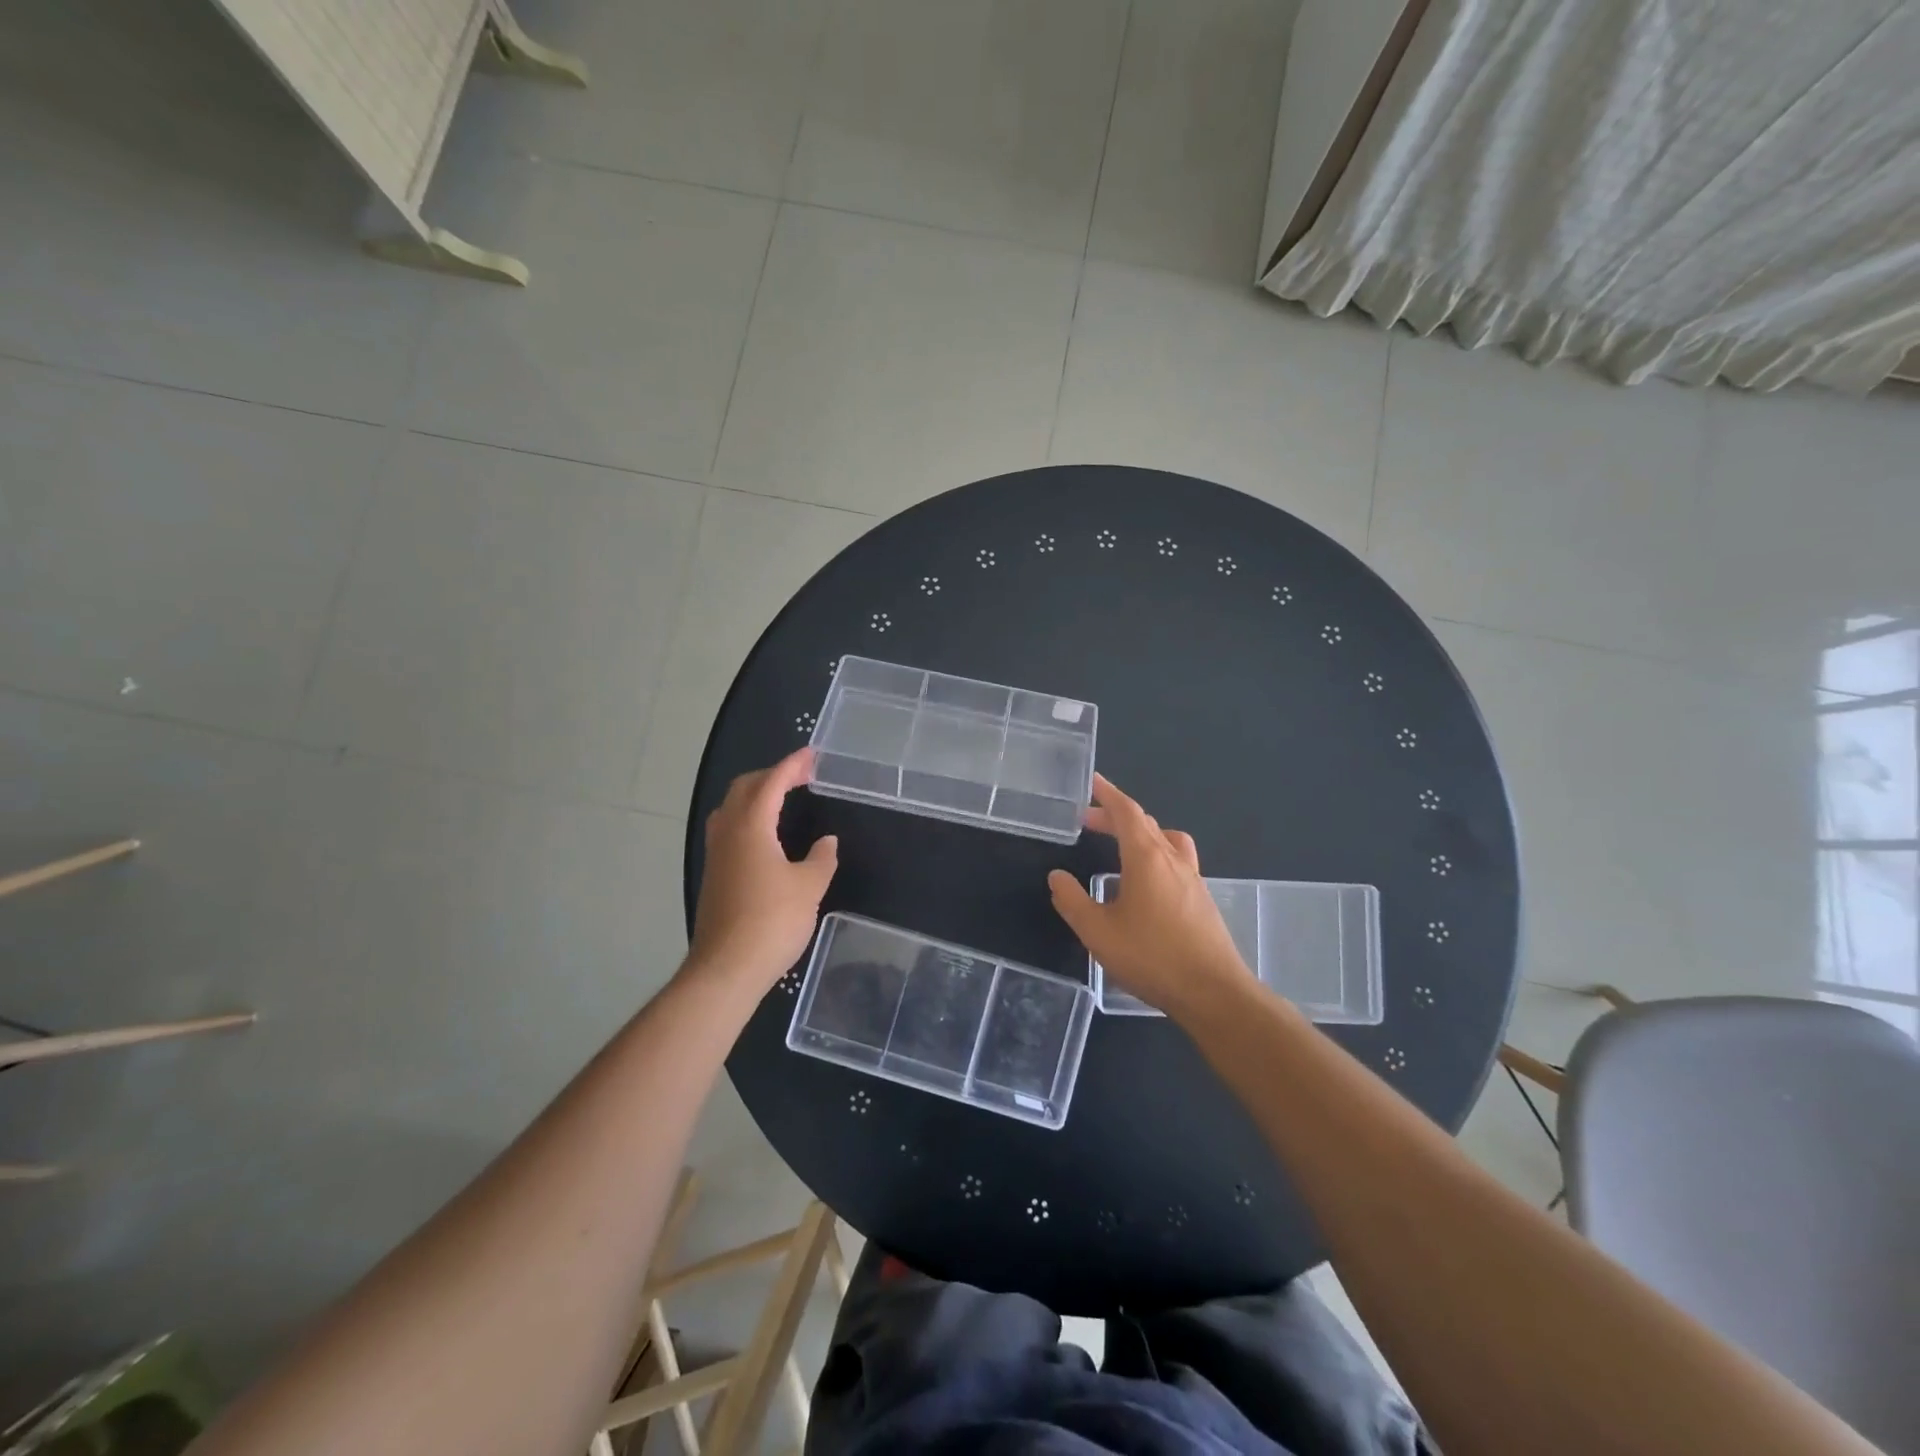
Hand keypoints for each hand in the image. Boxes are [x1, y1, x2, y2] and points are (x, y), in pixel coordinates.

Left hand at [690, 748, 837, 990]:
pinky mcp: (714, 875)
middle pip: (744, 789)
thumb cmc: (772, 921)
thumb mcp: (809, 887)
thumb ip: (821, 859)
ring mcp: (717, 855)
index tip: (811, 755)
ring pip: (731, 808)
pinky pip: (729, 829)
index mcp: (751, 827)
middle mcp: (728, 833)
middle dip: (771, 775)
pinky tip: (766, 835)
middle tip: (800, 776)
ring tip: (782, 799)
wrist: (727, 968)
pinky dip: (749, 817)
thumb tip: (826, 841)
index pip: (771, 783)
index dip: (792, 766)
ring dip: (755, 795)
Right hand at [1047, 774, 1247, 1019]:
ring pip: (1166, 840)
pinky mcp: (1202, 901)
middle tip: (1088, 821)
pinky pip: (1176, 862)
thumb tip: (1057, 877)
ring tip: (1121, 846)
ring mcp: (1192, 880)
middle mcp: (1173, 860)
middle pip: (1144, 823)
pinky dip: (1156, 856)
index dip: (1108, 794)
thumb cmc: (1152, 957)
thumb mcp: (1098, 932)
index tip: (1092, 781)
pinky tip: (1144, 885)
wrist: (1213, 993)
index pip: (1126, 812)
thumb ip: (1073, 901)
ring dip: (1141, 834)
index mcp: (1147, 858)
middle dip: (1116, 816)